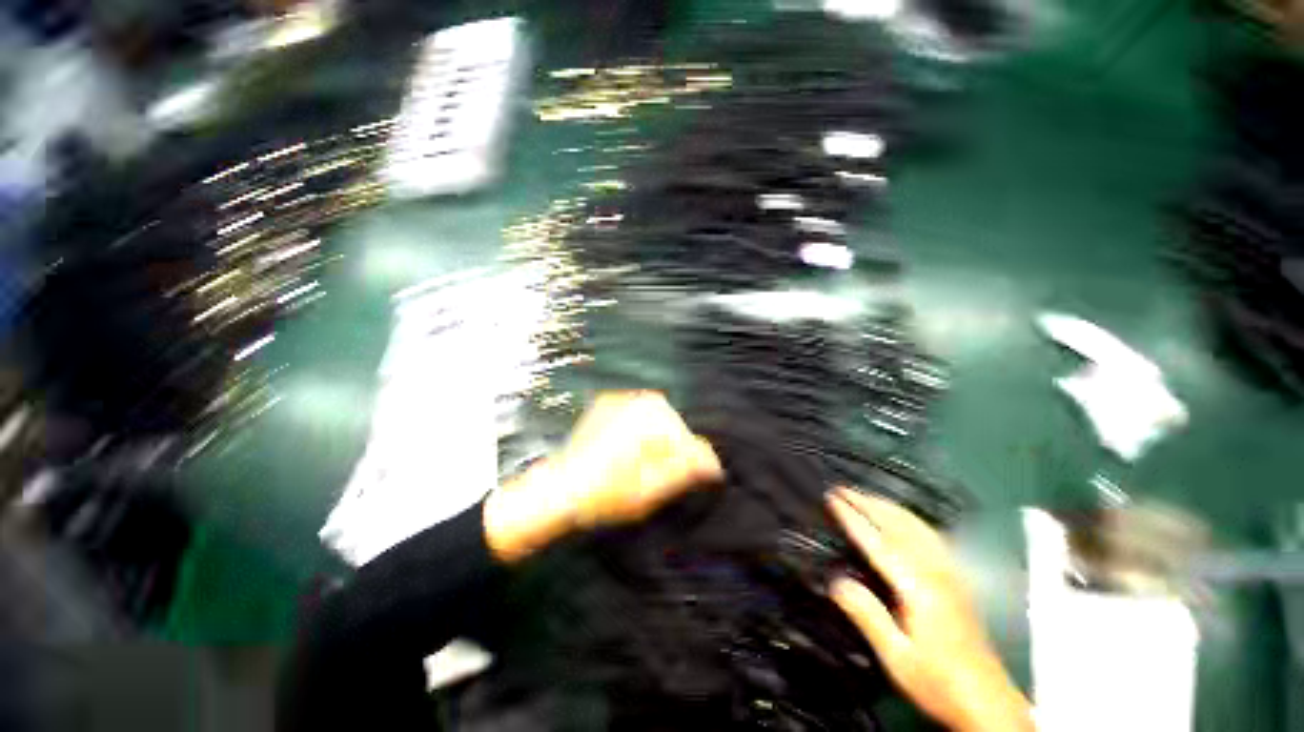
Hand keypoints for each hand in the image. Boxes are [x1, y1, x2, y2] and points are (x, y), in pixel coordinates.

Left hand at [485, 392, 721, 562]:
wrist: (558, 489)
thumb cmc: (604, 494)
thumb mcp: (651, 489)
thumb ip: (685, 470)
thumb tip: (712, 462)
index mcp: (650, 419)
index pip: (687, 438)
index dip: (695, 461)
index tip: (702, 478)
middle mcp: (636, 401)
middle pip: (673, 425)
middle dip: (675, 448)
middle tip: (666, 474)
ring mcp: (620, 400)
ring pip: (656, 418)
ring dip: (659, 439)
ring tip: (647, 464)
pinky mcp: (607, 405)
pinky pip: (637, 415)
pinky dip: (641, 431)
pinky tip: (631, 451)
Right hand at [827, 488, 1032, 731]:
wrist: (988, 703)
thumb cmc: (938, 681)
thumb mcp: (897, 657)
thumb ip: (867, 615)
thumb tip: (835, 581)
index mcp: (919, 587)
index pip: (878, 542)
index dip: (853, 517)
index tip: (831, 498)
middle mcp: (936, 572)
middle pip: (899, 525)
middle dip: (868, 503)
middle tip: (841, 489)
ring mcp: (950, 573)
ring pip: (917, 526)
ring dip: (888, 506)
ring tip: (865, 496)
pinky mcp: (957, 580)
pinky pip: (931, 535)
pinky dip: (910, 518)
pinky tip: (904, 520)